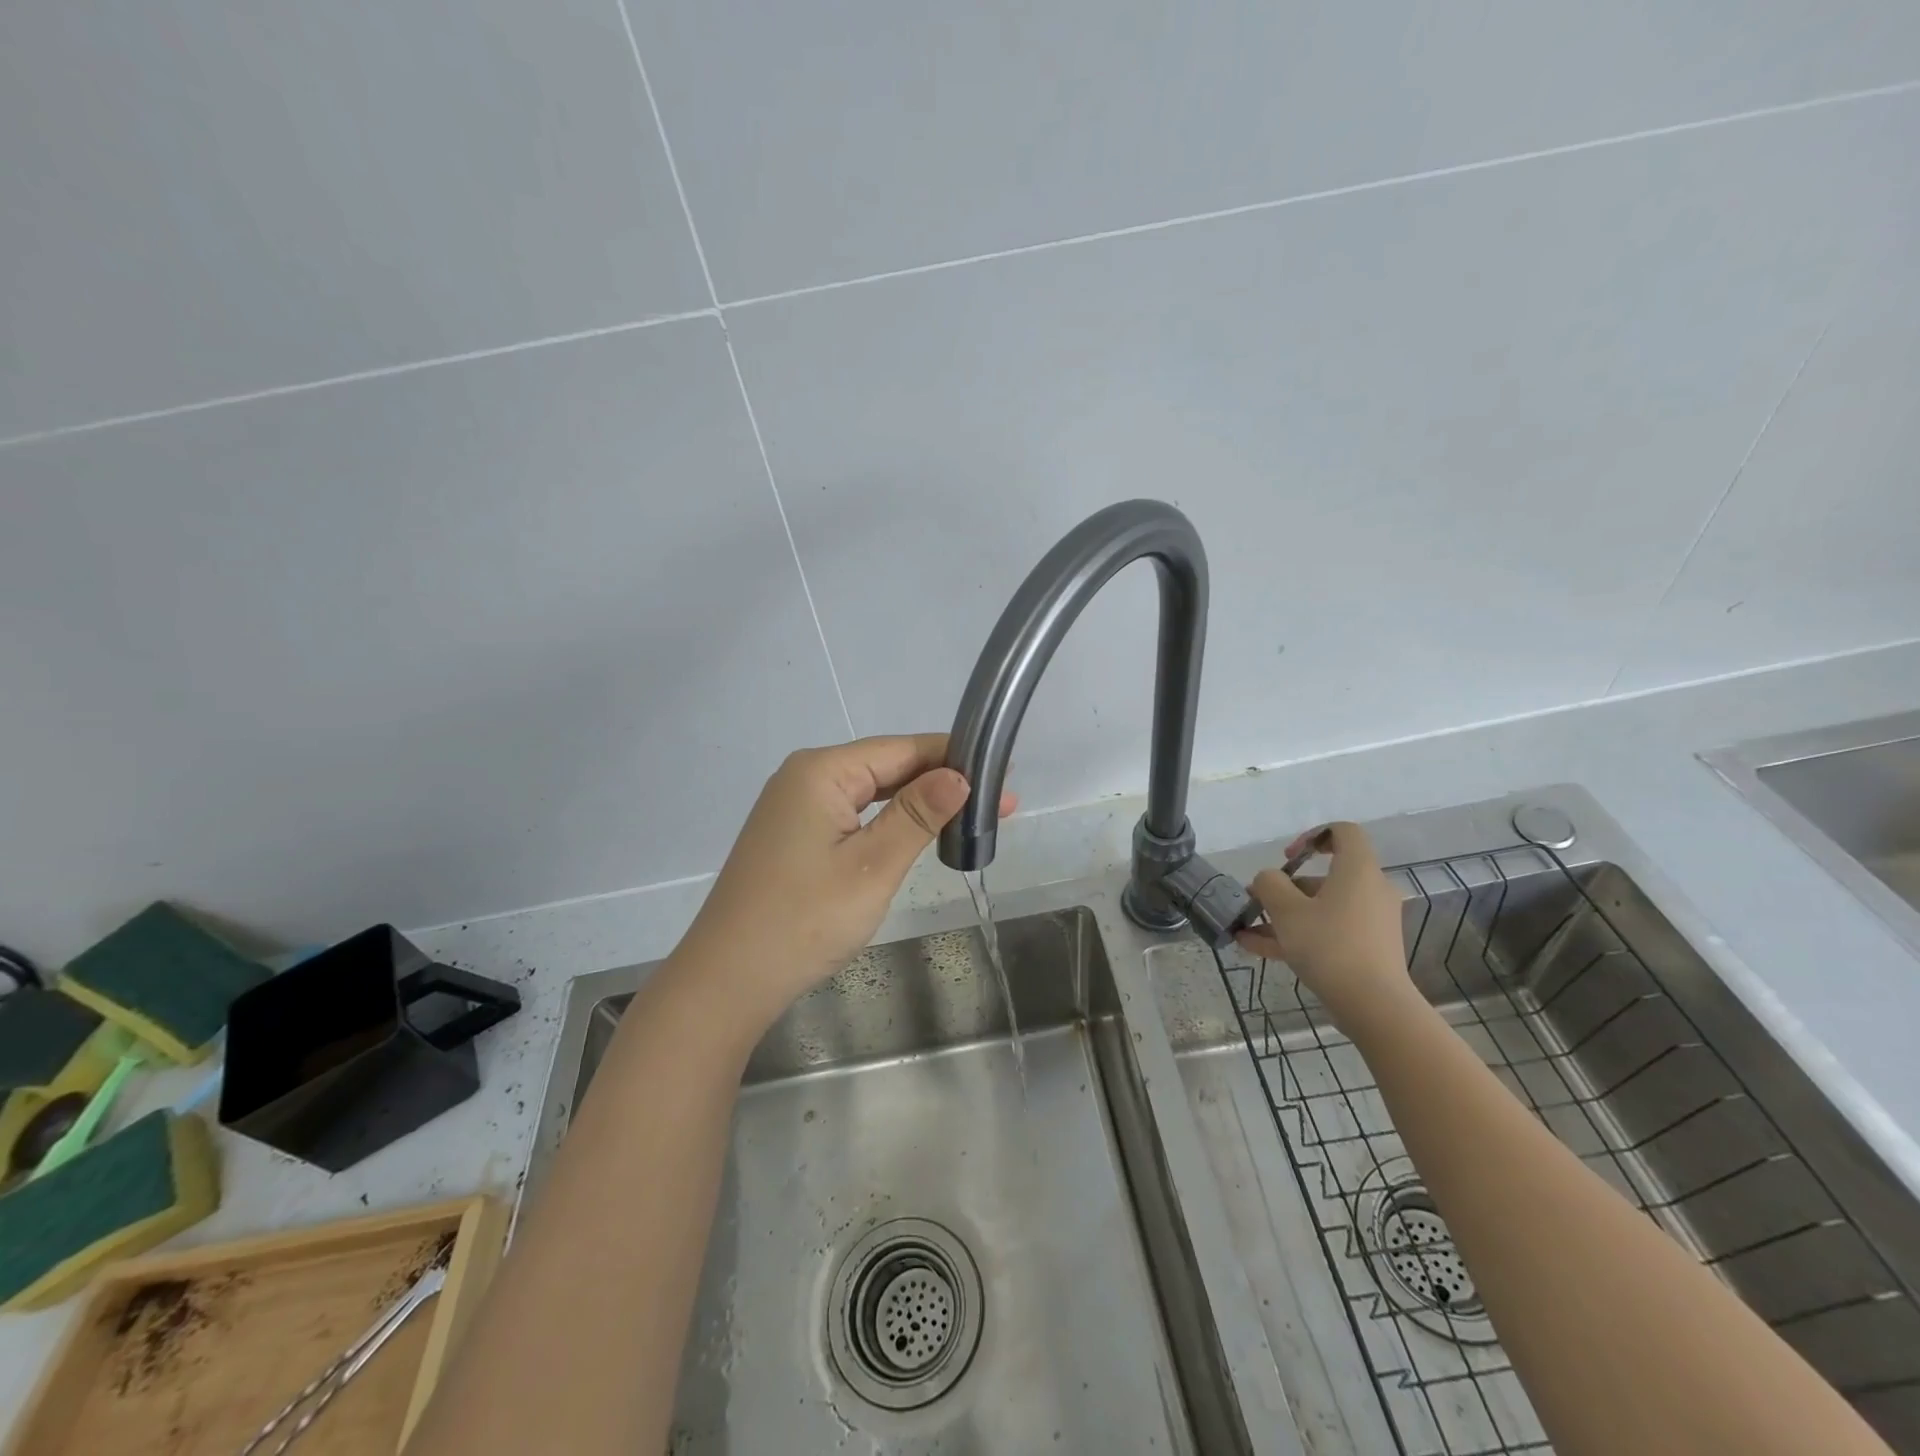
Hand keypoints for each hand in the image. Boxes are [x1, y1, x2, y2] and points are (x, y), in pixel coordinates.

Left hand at [675, 734, 1014, 1027]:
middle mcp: (805, 777)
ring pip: (871, 791)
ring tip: (970, 817)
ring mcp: (795, 807)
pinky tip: (917, 832)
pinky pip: (852, 814)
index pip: (902, 748)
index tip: (1004, 774)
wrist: (727, 980)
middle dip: (942, 783)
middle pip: (887, 766)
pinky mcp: (793, 835)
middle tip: (1001, 804)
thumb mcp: (872, 866)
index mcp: (821, 771)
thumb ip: (917, 815)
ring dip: (918, 803)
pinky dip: (889, 821)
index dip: (955, 758)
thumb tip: (959, 775)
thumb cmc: (804, 920)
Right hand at [1236, 822, 1417, 1034]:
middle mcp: (1370, 890)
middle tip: (1257, 901)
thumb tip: (1268, 879)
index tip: (1287, 858)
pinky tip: (1256, 949)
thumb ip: (1269, 884)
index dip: (1311, 836)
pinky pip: (1328, 932)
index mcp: (1357, 870)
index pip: (1342, 832)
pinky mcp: (1367, 949)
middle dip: (1285, 888)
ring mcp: (1371, 922)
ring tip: (1247, 931)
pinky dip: (1297, 936)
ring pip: (1322, 908)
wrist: (1374, 1005)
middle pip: (1325, 877)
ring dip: (1284, 916)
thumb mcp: (1286, 910)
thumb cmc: (1329, 945)